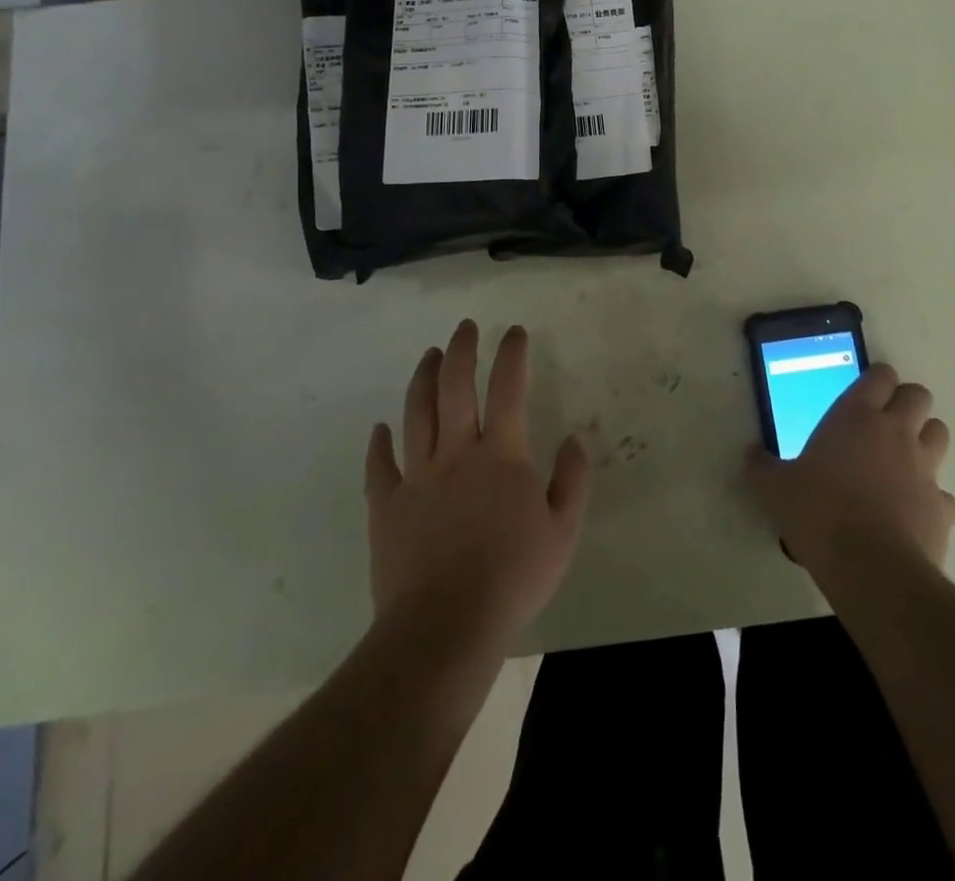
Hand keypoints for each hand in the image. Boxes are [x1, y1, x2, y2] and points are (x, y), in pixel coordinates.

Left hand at [365, 320, 591, 650]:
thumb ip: (572, 481)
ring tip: (428, 355)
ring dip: (423, 379)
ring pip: (416, 414)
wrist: (445, 626)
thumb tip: (575, 438)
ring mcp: (417, 477)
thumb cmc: (512, 578)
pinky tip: (380, 428)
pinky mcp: (386, 506)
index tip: (513, 331)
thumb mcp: (562, 532)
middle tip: (464, 327)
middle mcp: (456, 453)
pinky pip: (379, 466)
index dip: (511, 355)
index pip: (508, 389)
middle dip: (461, 351)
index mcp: (501, 456)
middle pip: (455, 388)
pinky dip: (379, 443)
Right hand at [746, 364, 954, 582]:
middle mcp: (896, 432)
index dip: (876, 379)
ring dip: (924, 440)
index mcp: (856, 416)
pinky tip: (911, 511)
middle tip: (883, 422)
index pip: (880, 375)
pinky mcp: (942, 507)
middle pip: (918, 396)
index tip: (864, 392)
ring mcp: (925, 469)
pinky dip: (931, 497)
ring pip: (939, 433)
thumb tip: (751, 453)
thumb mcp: (775, 488)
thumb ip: (762, 466)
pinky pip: (943, 492)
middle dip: (906, 403)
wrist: (871, 569)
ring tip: (901, 459)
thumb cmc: (819, 513)